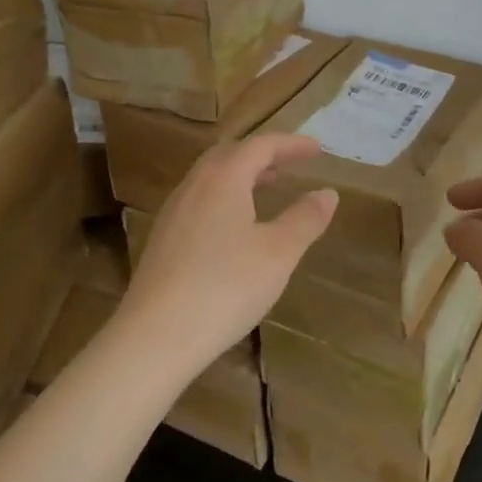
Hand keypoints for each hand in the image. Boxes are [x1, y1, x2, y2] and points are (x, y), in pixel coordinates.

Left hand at [119, 134, 338, 376]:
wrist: (154, 337)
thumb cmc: (225, 288)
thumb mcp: (278, 253)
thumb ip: (305, 219)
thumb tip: (327, 193)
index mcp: (224, 179)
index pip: (261, 146)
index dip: (291, 144)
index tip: (317, 149)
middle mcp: (194, 185)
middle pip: (230, 154)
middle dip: (262, 153)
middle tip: (289, 163)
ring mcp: (173, 212)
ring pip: (210, 177)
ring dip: (241, 174)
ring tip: (266, 187)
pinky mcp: (162, 239)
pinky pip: (198, 200)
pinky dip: (224, 196)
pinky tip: (233, 227)